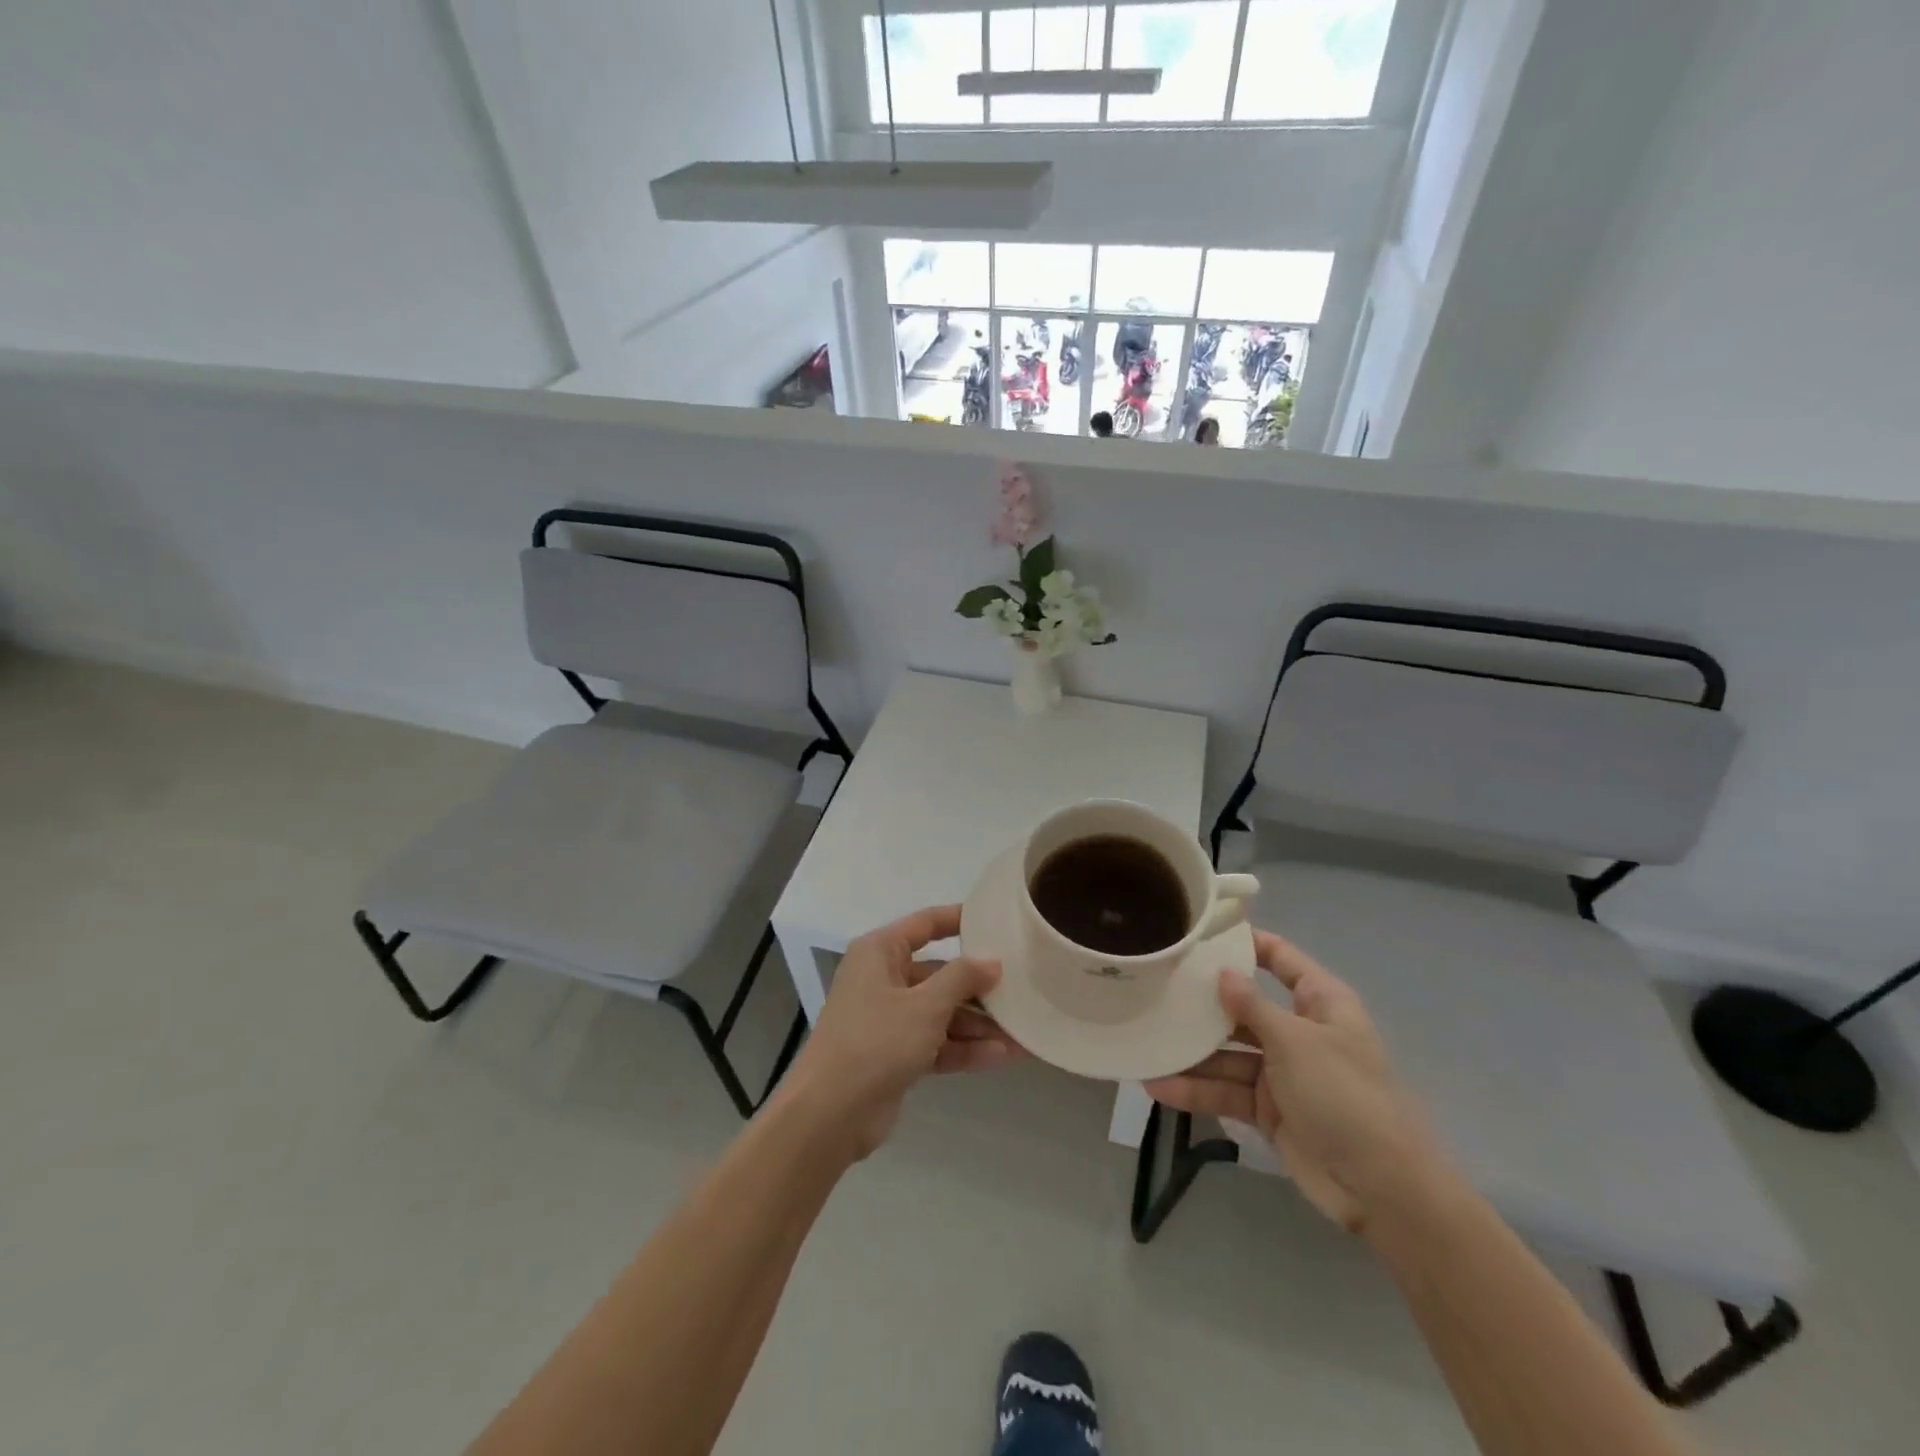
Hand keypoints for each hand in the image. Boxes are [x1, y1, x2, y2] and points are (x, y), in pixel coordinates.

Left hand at [776, 904, 1023, 1160]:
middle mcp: (882, 979)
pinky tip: (1003, 1056)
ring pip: (941, 1012)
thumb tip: (992, 962)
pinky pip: (936, 1042)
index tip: (996, 920)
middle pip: (939, 974)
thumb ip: (962, 979)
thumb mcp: (925, 1005)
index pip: (925, 924)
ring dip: (978, 1024)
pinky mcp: (894, 1054)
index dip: (959, 920)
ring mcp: (888, 1019)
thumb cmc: (876, 1041)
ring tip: (1022, 1032)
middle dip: (979, 987)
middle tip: (1021, 989)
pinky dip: (964, 1048)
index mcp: (879, 952)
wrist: (830, 1114)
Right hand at [1144, 930, 1438, 1232]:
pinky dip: (1195, 1090)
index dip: (1245, 943)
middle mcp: (1298, 1031)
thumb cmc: (1345, 1096)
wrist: (1382, 1189)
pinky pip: (1226, 1090)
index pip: (1280, 959)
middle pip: (1243, 1007)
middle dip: (1202, 1003)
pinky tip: (1157, 1085)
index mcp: (1319, 1003)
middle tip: (1153, 988)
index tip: (1200, 933)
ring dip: (1190, 1053)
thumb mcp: (1296, 1042)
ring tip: (1144, 1043)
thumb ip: (1252, 1006)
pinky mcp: (1268, 1109)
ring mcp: (1282, 1072)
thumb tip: (1222, 973)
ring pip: (1227, 1053)